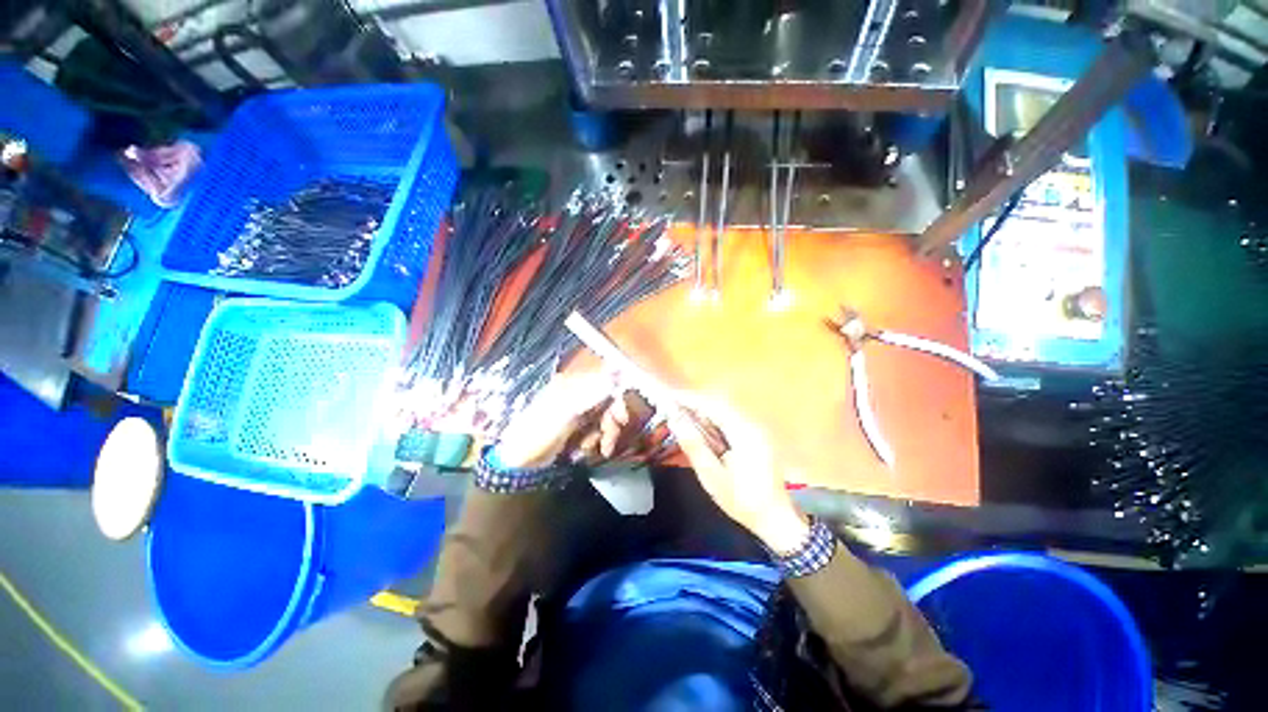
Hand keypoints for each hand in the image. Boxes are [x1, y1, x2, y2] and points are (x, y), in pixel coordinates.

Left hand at [496, 373, 652, 468]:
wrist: (521, 461)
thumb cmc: (540, 431)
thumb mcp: (566, 409)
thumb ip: (592, 391)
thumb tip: (617, 370)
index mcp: (573, 384)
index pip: (605, 381)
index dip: (617, 396)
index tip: (621, 416)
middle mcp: (578, 394)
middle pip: (608, 401)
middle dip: (610, 421)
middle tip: (609, 436)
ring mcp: (578, 411)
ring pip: (604, 418)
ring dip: (602, 435)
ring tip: (592, 447)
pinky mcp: (577, 427)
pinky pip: (596, 430)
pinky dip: (595, 441)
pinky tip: (584, 450)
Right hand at [664, 400, 809, 554]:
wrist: (777, 520)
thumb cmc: (742, 501)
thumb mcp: (712, 476)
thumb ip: (693, 445)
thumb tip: (675, 420)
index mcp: (744, 432)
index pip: (712, 406)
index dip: (690, 400)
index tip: (670, 397)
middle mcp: (753, 425)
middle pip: (719, 405)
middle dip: (695, 404)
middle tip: (672, 408)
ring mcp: (757, 430)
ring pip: (726, 411)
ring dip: (704, 412)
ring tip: (682, 416)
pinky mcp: (757, 437)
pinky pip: (732, 420)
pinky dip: (714, 421)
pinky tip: (703, 428)